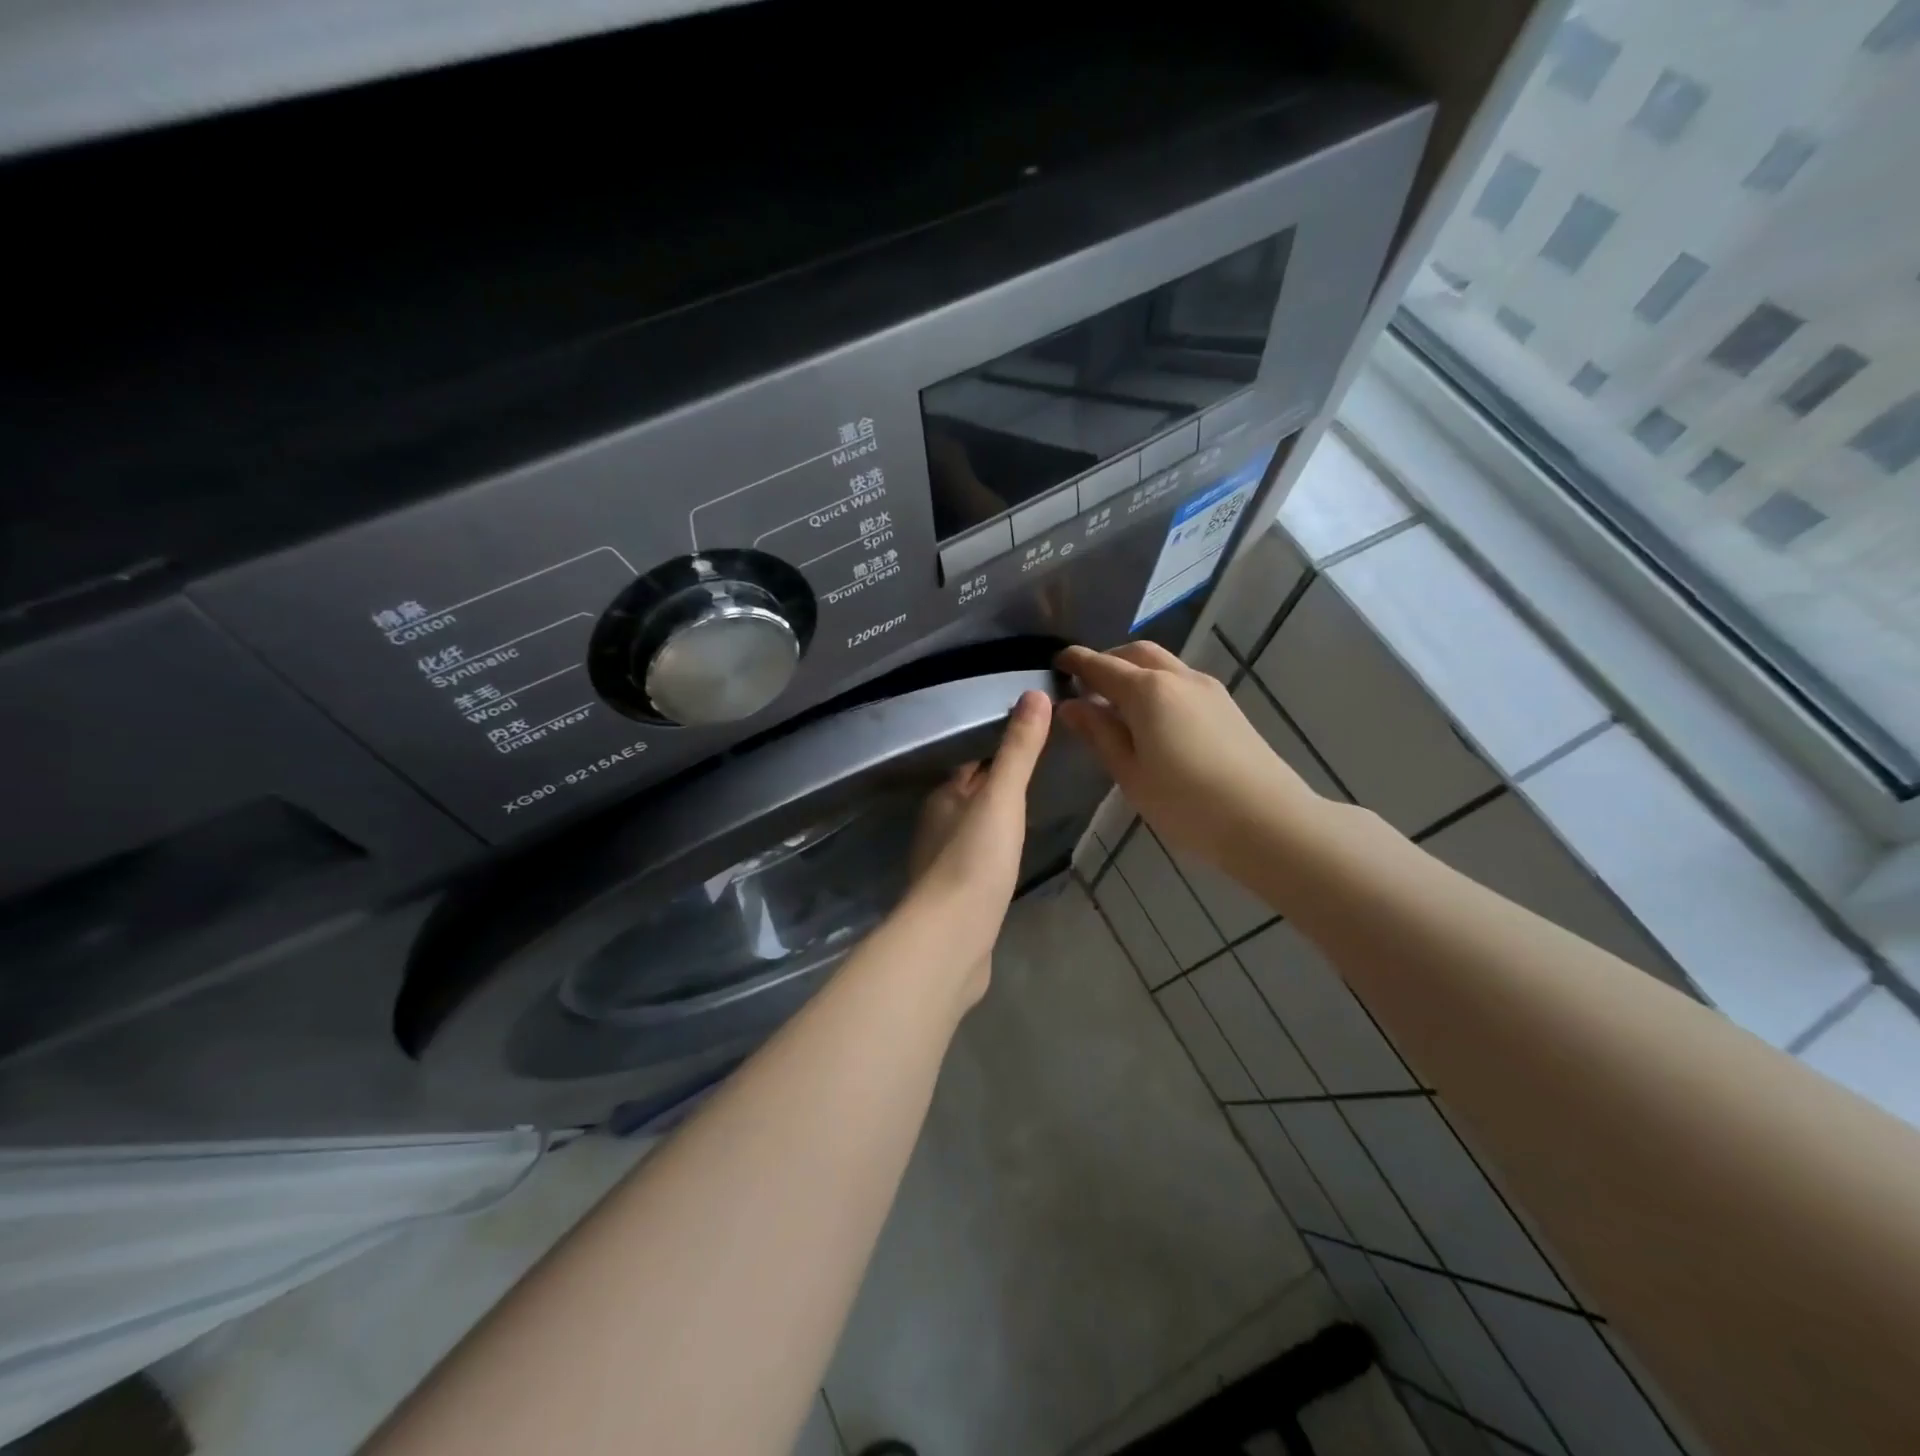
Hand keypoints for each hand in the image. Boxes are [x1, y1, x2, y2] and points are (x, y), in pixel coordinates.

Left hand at [900, 689, 1053, 1007]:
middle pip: (970, 796)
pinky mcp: (955, 898)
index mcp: (943, 798)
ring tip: (1027, 811)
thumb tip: (1035, 694)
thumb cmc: (975, 858)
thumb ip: (1018, 750)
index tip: (1026, 738)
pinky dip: (992, 853)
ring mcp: (943, 865)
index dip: (994, 750)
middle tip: (1037, 772)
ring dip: (994, 820)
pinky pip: (976, 863)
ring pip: (972, 830)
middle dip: (995, 785)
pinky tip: (1009, 860)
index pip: (969, 763)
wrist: (952, 938)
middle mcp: (937, 827)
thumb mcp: (1002, 797)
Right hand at [1055, 642, 1326, 865]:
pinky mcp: (1226, 706)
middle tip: (1087, 685)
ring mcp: (1207, 689)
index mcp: (1147, 691)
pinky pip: (1182, 681)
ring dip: (1135, 672)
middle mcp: (1178, 677)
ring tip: (1118, 705)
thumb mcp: (1130, 773)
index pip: (1102, 666)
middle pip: (1136, 653)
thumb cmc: (1185, 802)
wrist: (1266, 819)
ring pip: (1163, 664)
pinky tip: (1153, 718)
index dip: (1077, 662)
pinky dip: (1158, 685)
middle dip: (1108, 661)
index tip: (1057, 662)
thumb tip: (1071, 707)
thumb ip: (1100, 734)